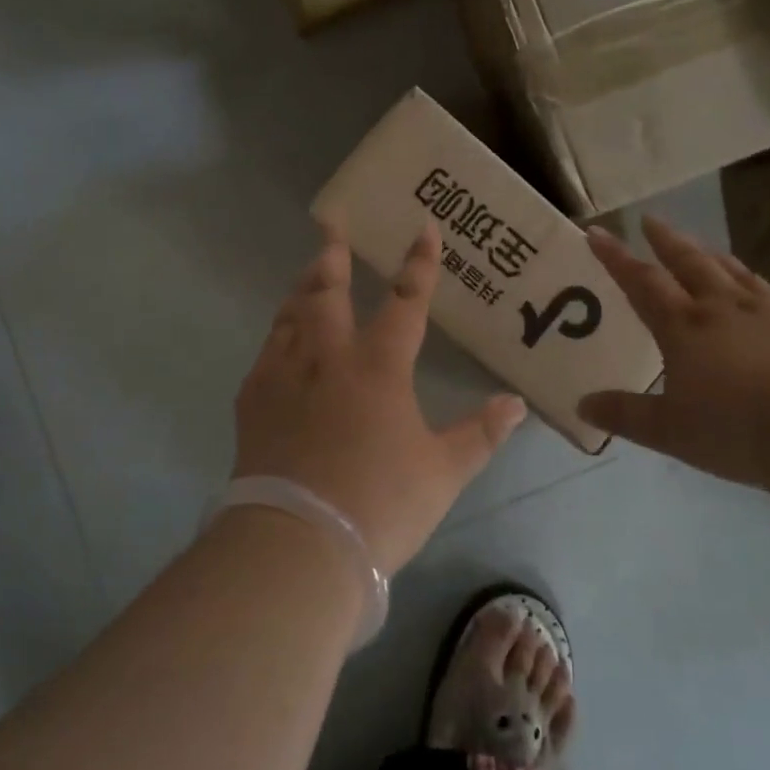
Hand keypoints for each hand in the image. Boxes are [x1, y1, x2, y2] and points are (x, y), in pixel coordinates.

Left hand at [234, 223, 528, 574]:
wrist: (298, 543)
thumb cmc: (380, 504)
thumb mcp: (443, 473)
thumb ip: (481, 434)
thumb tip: (516, 404)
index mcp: (379, 366)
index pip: (406, 301)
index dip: (419, 264)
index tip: (424, 228)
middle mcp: (329, 357)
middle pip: (328, 291)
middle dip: (333, 256)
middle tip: (331, 226)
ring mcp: (285, 375)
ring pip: (292, 315)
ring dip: (303, 289)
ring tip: (309, 273)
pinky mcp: (253, 401)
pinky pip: (267, 352)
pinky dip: (279, 335)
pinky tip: (280, 340)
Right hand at [577, 217, 769, 487]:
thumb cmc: (739, 429)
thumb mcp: (671, 431)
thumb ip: (626, 415)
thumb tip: (582, 405)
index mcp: (683, 326)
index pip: (641, 281)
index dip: (615, 256)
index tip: (597, 232)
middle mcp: (722, 306)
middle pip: (688, 261)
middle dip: (665, 240)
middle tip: (649, 220)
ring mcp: (767, 310)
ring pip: (731, 270)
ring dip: (709, 254)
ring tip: (700, 246)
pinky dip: (754, 284)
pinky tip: (760, 292)